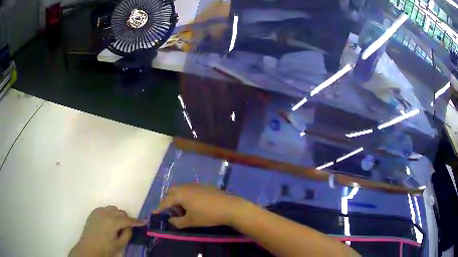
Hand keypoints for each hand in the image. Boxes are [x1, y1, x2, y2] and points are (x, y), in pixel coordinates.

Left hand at [69, 206, 144, 256]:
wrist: (89, 247)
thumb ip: (127, 234)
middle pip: (120, 212)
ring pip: (112, 208)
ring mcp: (98, 211)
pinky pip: (104, 209)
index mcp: (113, 222)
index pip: (128, 220)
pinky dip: (109, 213)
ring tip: (117, 224)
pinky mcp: (93, 212)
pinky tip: (108, 221)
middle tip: (127, 227)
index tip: (144, 221)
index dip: (137, 221)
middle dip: (126, 218)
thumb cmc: (105, 248)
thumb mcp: (120, 244)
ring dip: (117, 214)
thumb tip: (130, 227)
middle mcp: (105, 213)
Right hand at [153, 184, 246, 228]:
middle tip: (172, 211)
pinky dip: (186, 195)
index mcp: (181, 195)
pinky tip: (194, 204)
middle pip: (172, 191)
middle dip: (168, 200)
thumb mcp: (191, 221)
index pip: (166, 201)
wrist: (229, 207)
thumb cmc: (208, 215)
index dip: (159, 208)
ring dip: (178, 197)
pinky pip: (190, 189)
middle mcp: (186, 187)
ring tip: (184, 209)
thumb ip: (178, 222)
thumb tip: (170, 220)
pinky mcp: (204, 186)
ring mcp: (196, 185)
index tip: (155, 213)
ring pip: (181, 189)